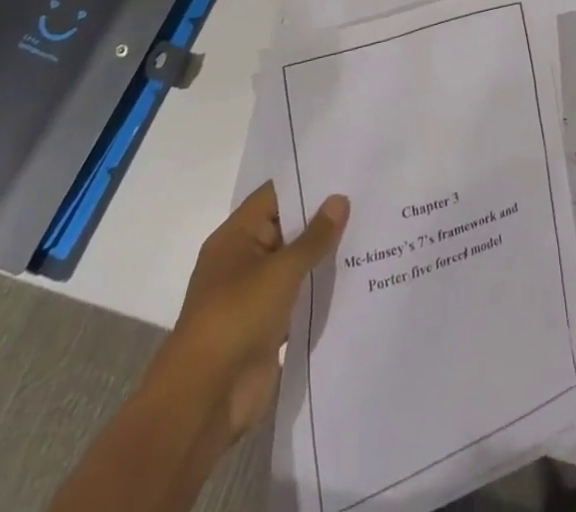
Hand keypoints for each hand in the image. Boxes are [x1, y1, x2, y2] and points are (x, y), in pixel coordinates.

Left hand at [157, 182, 348, 446]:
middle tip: (369, 201)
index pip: (275, 196)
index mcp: (235, 238)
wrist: (204, 402)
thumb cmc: (235, 319)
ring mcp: (254, 296)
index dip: (308, 183)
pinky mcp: (267, 328)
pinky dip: (320, 291)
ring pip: (295, 266)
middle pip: (287, 229)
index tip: (346, 172)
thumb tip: (339, 199)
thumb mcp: (280, 271)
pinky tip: (356, 280)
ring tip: (371, 236)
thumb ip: (314, 237)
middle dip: (323, 220)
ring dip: (324, 257)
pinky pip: (298, 299)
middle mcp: (243, 261)